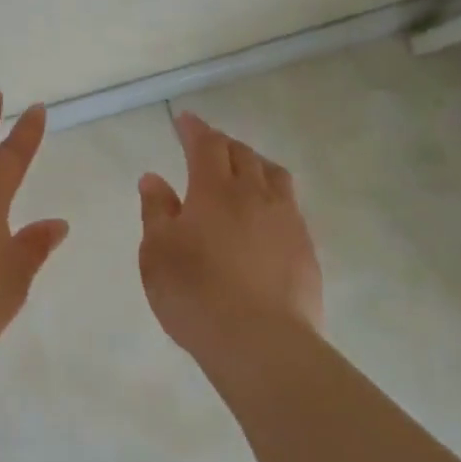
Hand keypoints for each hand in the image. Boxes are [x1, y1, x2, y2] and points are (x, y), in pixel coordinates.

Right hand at [137, 111, 322, 371]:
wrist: (260, 342)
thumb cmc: (194, 292)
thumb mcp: (157, 252)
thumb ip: (157, 210)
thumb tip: (154, 178)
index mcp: (214, 190)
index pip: (206, 145)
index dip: (194, 129)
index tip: (185, 119)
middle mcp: (255, 195)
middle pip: (243, 154)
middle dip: (223, 144)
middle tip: (208, 145)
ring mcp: (286, 221)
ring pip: (274, 175)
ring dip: (255, 163)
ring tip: (244, 170)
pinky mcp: (306, 249)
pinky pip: (290, 206)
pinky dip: (273, 196)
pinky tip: (265, 216)